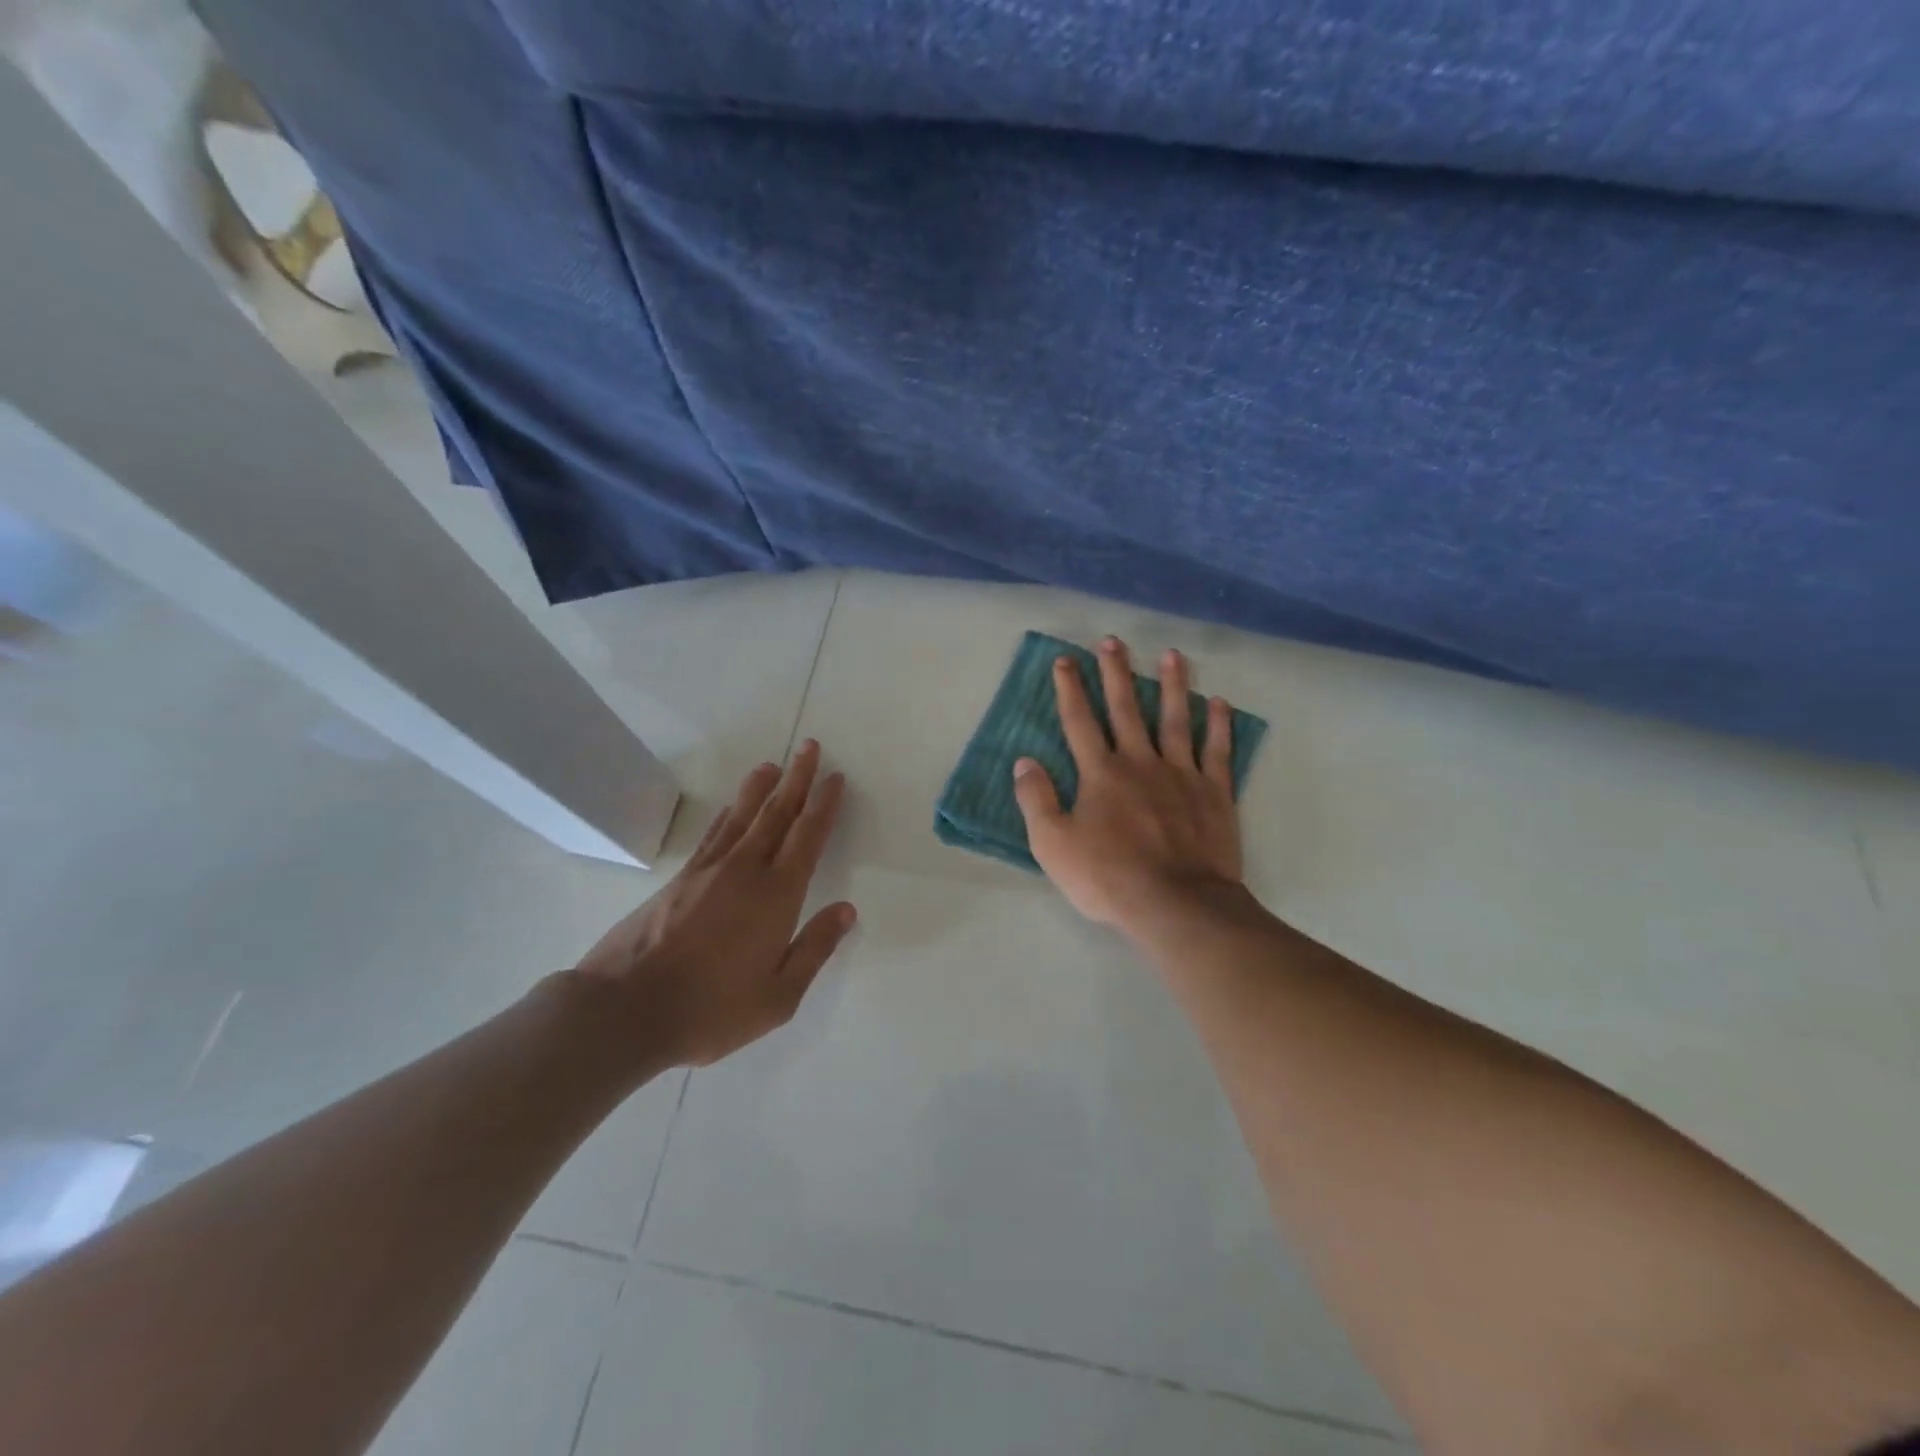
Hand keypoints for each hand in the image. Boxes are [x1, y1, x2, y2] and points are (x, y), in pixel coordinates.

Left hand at [571, 742, 856, 1067]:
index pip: (808, 837)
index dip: (824, 805)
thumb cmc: (712, 1009)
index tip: (835, 778)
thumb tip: (846, 910)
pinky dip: (730, 814)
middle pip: (777, 813)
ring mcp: (708, 871)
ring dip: (761, 788)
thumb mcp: (779, 996)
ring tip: (772, 765)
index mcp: (777, 894)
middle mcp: (746, 870)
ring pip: (743, 816)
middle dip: (797, 779)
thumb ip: (814, 948)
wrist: (626, 1009)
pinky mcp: (680, 879)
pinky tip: (733, 809)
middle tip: (810, 747)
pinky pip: (715, 833)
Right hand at [1013, 637, 1242, 934]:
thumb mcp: (1053, 845)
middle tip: (1114, 641)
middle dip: (1117, 673)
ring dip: (1173, 685)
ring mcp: (1181, 774)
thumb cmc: (1108, 877)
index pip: (1080, 721)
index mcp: (1100, 773)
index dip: (1070, 689)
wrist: (1176, 904)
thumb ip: (1036, 800)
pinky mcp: (1214, 792)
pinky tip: (1219, 703)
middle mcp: (1140, 762)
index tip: (1064, 660)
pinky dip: (1219, 725)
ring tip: (1173, 655)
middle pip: (1126, 708)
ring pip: (1176, 719)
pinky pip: (1217, 751)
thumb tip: (1024, 762)